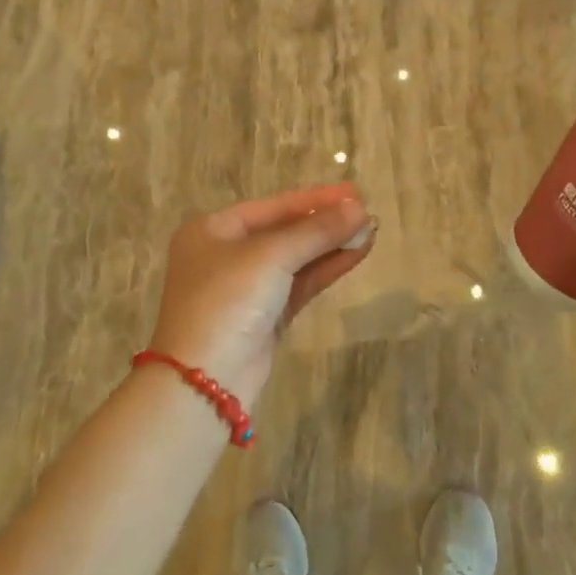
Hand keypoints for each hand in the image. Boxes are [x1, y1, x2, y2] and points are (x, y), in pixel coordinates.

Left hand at [147, 184, 375, 403]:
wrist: (204, 382)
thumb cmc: (227, 300)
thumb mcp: (271, 256)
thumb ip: (317, 231)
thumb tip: (360, 208)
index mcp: (214, 230)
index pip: (274, 206)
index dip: (316, 199)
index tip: (355, 192)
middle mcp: (227, 254)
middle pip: (285, 231)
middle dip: (326, 223)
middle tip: (367, 211)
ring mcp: (246, 288)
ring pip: (296, 259)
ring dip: (332, 245)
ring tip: (371, 231)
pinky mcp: (264, 317)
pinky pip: (300, 284)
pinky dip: (326, 269)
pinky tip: (356, 254)